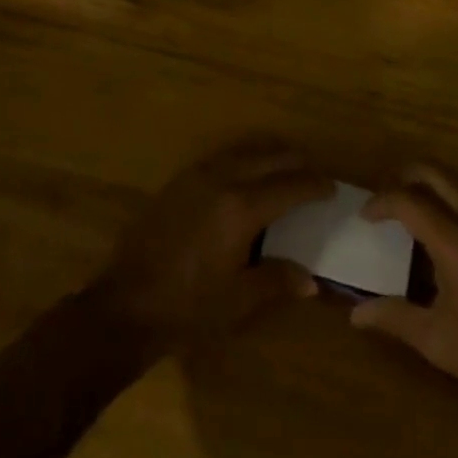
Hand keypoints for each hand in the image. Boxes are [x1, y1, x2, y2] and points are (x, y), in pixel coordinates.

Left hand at [89, 140, 332, 353]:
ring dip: (269, 155)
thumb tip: (311, 280)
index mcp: (241, 207)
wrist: (126, 302)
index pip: (289, 186)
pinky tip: (246, 175)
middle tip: (313, 172)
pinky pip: (222, 157)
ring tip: (285, 167)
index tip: (332, 188)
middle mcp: (223, 179)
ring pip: (244, 151)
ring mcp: (198, 175)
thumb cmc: (187, 306)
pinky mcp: (180, 180)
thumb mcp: (237, 300)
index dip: (314, 185)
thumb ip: (276, 280)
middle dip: (295, 161)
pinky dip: (244, 158)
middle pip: (269, 157)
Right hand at [350, 162, 457, 427]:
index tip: (365, 216)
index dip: (382, 202)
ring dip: (431, 180)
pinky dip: (454, 191)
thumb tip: (355, 314)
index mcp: (456, 240)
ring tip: (413, 205)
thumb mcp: (440, 343)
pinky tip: (450, 221)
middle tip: (386, 198)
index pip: (409, 200)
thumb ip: (395, 319)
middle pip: (435, 171)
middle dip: (405, 176)